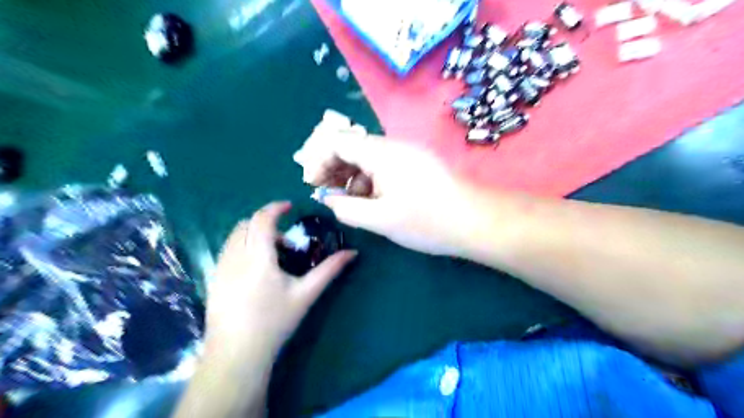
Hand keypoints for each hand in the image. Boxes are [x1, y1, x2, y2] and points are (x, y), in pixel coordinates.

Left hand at [202, 202, 355, 365]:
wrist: (237, 354)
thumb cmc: (275, 322)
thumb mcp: (306, 295)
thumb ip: (329, 270)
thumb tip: (352, 253)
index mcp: (258, 257)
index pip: (262, 219)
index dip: (276, 207)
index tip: (290, 206)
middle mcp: (235, 256)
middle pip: (245, 223)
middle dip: (265, 221)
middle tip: (285, 238)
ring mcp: (220, 267)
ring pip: (234, 236)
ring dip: (253, 234)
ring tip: (271, 254)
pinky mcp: (213, 279)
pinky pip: (227, 250)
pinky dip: (242, 246)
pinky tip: (254, 270)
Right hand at [293, 128, 471, 255]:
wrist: (475, 221)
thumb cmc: (428, 221)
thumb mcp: (380, 219)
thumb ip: (347, 208)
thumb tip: (329, 199)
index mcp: (381, 153)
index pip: (337, 141)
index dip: (319, 160)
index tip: (315, 185)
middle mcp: (393, 146)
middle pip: (351, 146)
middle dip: (334, 169)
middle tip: (330, 195)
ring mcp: (406, 154)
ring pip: (367, 158)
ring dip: (352, 177)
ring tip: (352, 203)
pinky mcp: (416, 164)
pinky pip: (384, 166)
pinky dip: (370, 180)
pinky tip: (373, 201)